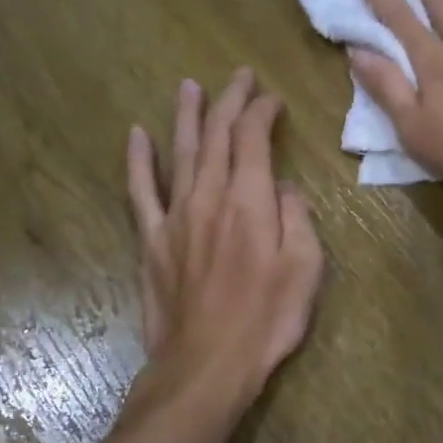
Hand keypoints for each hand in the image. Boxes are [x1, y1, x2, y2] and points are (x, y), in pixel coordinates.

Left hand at [126, 70, 323, 401]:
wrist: (206, 364)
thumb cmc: (267, 319)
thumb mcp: (306, 269)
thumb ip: (297, 217)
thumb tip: (283, 187)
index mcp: (250, 201)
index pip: (253, 139)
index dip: (262, 112)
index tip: (273, 99)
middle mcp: (209, 196)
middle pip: (216, 136)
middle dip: (229, 101)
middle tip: (239, 77)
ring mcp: (175, 216)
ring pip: (179, 153)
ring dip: (187, 116)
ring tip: (189, 86)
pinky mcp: (151, 240)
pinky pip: (141, 191)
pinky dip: (138, 161)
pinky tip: (136, 135)